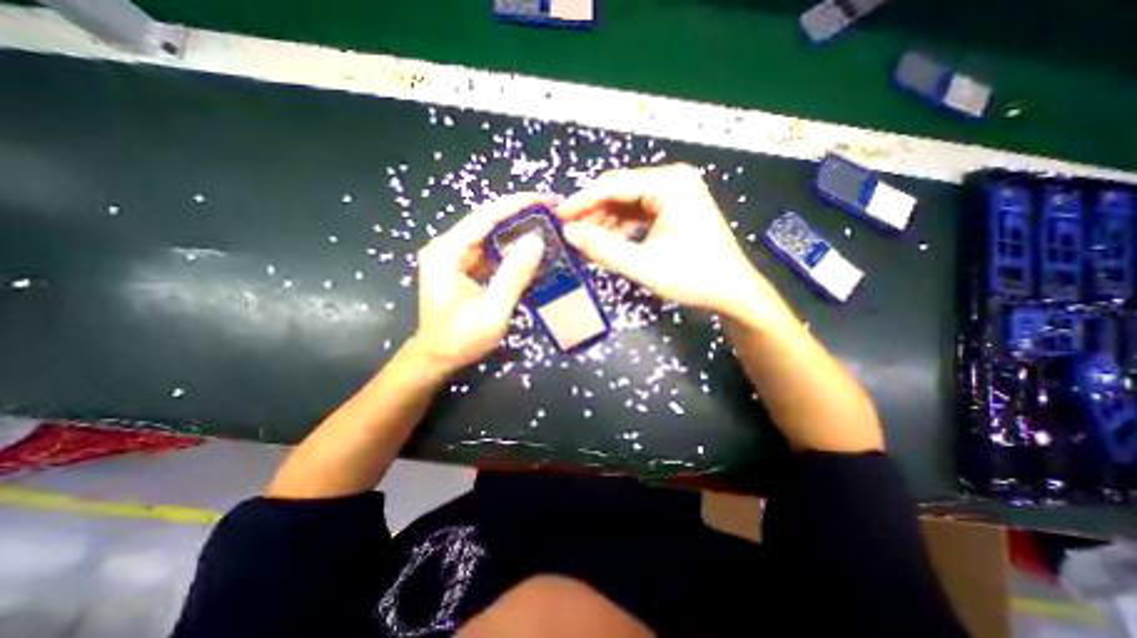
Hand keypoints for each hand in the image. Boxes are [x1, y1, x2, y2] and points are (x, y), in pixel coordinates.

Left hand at [412, 191, 553, 372]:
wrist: (437, 357)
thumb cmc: (461, 339)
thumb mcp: (492, 311)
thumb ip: (514, 276)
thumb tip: (536, 240)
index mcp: (447, 253)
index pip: (485, 217)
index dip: (517, 204)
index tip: (546, 199)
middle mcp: (447, 247)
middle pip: (487, 220)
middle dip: (520, 213)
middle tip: (552, 210)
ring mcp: (453, 256)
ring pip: (489, 233)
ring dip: (517, 228)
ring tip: (547, 224)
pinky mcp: (461, 265)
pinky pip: (489, 249)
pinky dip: (510, 246)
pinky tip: (529, 247)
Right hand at [559, 164, 791, 326]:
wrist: (732, 292)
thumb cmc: (693, 278)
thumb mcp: (643, 266)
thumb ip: (603, 249)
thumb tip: (568, 234)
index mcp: (669, 185)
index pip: (613, 185)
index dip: (582, 201)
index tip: (558, 218)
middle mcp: (672, 180)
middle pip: (619, 191)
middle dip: (593, 214)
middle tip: (571, 235)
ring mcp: (675, 193)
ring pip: (627, 203)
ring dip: (606, 223)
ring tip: (588, 246)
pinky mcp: (675, 207)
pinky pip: (639, 213)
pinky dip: (622, 228)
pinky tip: (610, 245)